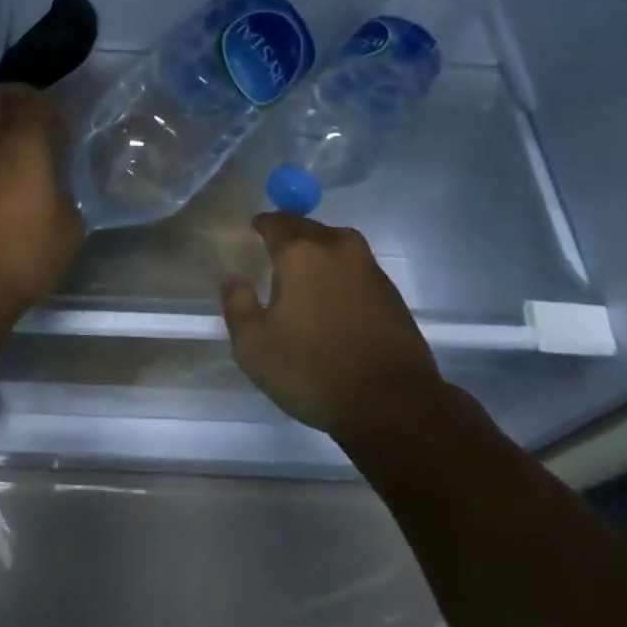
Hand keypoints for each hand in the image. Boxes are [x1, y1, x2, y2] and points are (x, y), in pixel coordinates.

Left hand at [0, 84, 81, 321]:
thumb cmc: (26, 250)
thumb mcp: (69, 227)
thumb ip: (65, 197)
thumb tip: (55, 195)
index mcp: (24, 141)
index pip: (34, 101)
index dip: (51, 109)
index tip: (64, 131)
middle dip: (17, 99)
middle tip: (38, 121)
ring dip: (0, 126)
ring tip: (23, 153)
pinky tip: (6, 180)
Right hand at [220, 213, 442, 437]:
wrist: (392, 404)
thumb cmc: (313, 371)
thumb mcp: (254, 347)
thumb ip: (237, 306)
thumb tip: (233, 280)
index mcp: (300, 253)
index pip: (276, 222)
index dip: (262, 223)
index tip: (254, 229)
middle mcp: (337, 248)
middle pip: (308, 228)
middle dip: (290, 233)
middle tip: (276, 248)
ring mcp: (369, 268)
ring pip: (336, 244)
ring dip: (319, 250)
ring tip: (305, 272)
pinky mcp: (391, 292)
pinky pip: (356, 267)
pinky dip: (340, 272)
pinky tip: (333, 296)